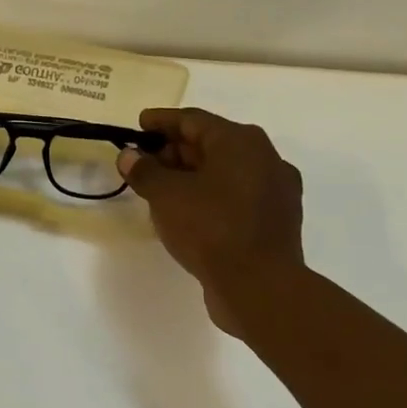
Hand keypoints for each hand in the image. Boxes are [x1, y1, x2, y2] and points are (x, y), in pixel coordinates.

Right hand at [116, 108, 304, 337]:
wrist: (260, 287)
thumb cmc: (211, 228)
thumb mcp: (165, 195)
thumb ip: (144, 170)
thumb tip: (129, 156)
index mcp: (240, 142)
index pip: (193, 120)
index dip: (162, 121)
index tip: (139, 125)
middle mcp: (265, 158)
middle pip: (211, 143)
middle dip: (175, 150)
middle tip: (144, 161)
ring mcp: (276, 191)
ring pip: (225, 171)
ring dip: (192, 175)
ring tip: (161, 188)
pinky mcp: (276, 221)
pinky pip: (236, 196)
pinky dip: (210, 196)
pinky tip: (188, 212)